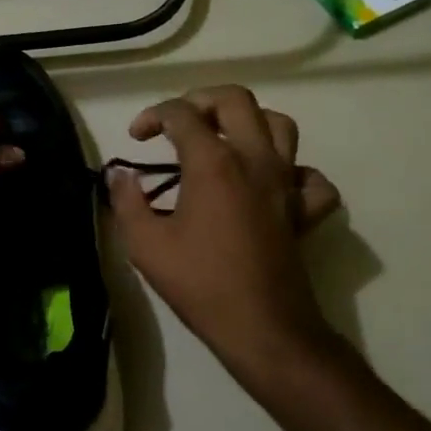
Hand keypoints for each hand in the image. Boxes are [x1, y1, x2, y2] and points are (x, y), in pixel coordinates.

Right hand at [107, 86, 340, 381]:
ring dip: (248, 122)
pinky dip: (292, 170)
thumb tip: (120, 175)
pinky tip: (269, 183)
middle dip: (200, 100)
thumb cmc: (200, 284)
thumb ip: (127, 201)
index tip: (136, 139)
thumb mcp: (145, 244)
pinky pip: (309, 176)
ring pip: (279, 125)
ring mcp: (285, 183)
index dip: (152, 116)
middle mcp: (254, 160)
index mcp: (214, 163)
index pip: (181, 114)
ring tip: (222, 140)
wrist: (263, 330)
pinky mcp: (303, 210)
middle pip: (235, 100)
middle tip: (179, 123)